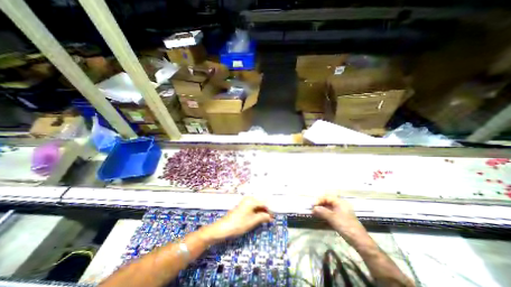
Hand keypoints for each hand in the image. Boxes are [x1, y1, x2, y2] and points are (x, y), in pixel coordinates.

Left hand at [200, 198, 272, 244]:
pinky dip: (256, 213)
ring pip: (256, 206)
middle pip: (260, 204)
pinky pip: (252, 208)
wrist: (223, 228)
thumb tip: (270, 217)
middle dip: (265, 211)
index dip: (269, 211)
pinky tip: (259, 218)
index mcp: (251, 200)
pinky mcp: (242, 207)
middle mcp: (248, 199)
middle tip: (270, 219)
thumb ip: (262, 217)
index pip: (264, 204)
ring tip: (266, 220)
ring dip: (261, 212)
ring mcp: (245, 202)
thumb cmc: (239, 224)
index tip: (273, 217)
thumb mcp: (252, 221)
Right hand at [312, 195, 366, 244]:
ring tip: (314, 213)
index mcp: (340, 202)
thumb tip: (313, 208)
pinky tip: (320, 217)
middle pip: (327, 201)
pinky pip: (330, 213)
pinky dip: (325, 214)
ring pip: (328, 207)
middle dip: (319, 204)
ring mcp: (341, 211)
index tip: (312, 205)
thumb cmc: (346, 226)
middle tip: (312, 209)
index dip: (318, 200)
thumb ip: (322, 212)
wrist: (360, 241)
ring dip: (321, 209)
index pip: (326, 197)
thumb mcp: (333, 218)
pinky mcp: (341, 218)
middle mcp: (340, 205)